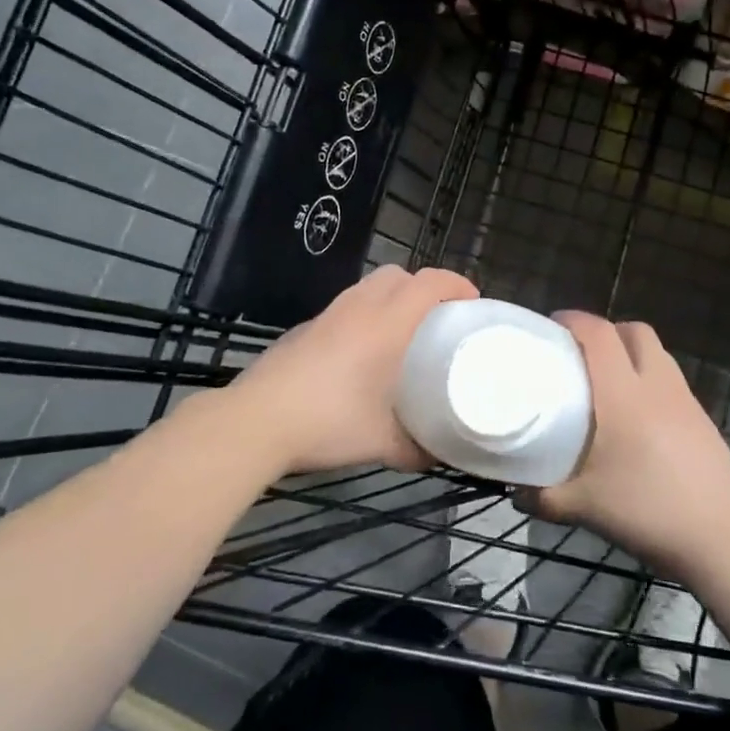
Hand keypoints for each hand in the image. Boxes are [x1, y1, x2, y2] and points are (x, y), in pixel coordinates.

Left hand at [211, 264, 478, 475]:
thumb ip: (418, 448)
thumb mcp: (384, 443)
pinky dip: (363, 316)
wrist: (257, 420)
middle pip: (398, 275)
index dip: (456, 284)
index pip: (429, 283)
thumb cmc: (330, 421)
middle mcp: (359, 308)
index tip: (472, 303)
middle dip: (423, 288)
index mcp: (386, 322)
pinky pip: (345, 308)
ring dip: (391, 299)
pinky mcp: (304, 329)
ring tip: (400, 335)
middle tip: (436, 320)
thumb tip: (441, 455)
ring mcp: (327, 315)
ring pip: (368, 288)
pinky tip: (359, 355)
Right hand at [521, 312, 729, 575]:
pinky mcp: (703, 421)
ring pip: (658, 354)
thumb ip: (544, 497)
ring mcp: (686, 401)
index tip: (553, 325)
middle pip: (635, 331)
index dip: (575, 320)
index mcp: (623, 395)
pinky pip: (672, 382)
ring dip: (632, 354)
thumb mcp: (585, 507)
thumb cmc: (647, 512)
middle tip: (582, 353)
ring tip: (610, 382)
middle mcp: (657, 386)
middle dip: (607, 331)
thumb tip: (516, 492)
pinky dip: (651, 381)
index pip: (599, 334)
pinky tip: (640, 418)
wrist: (722, 540)